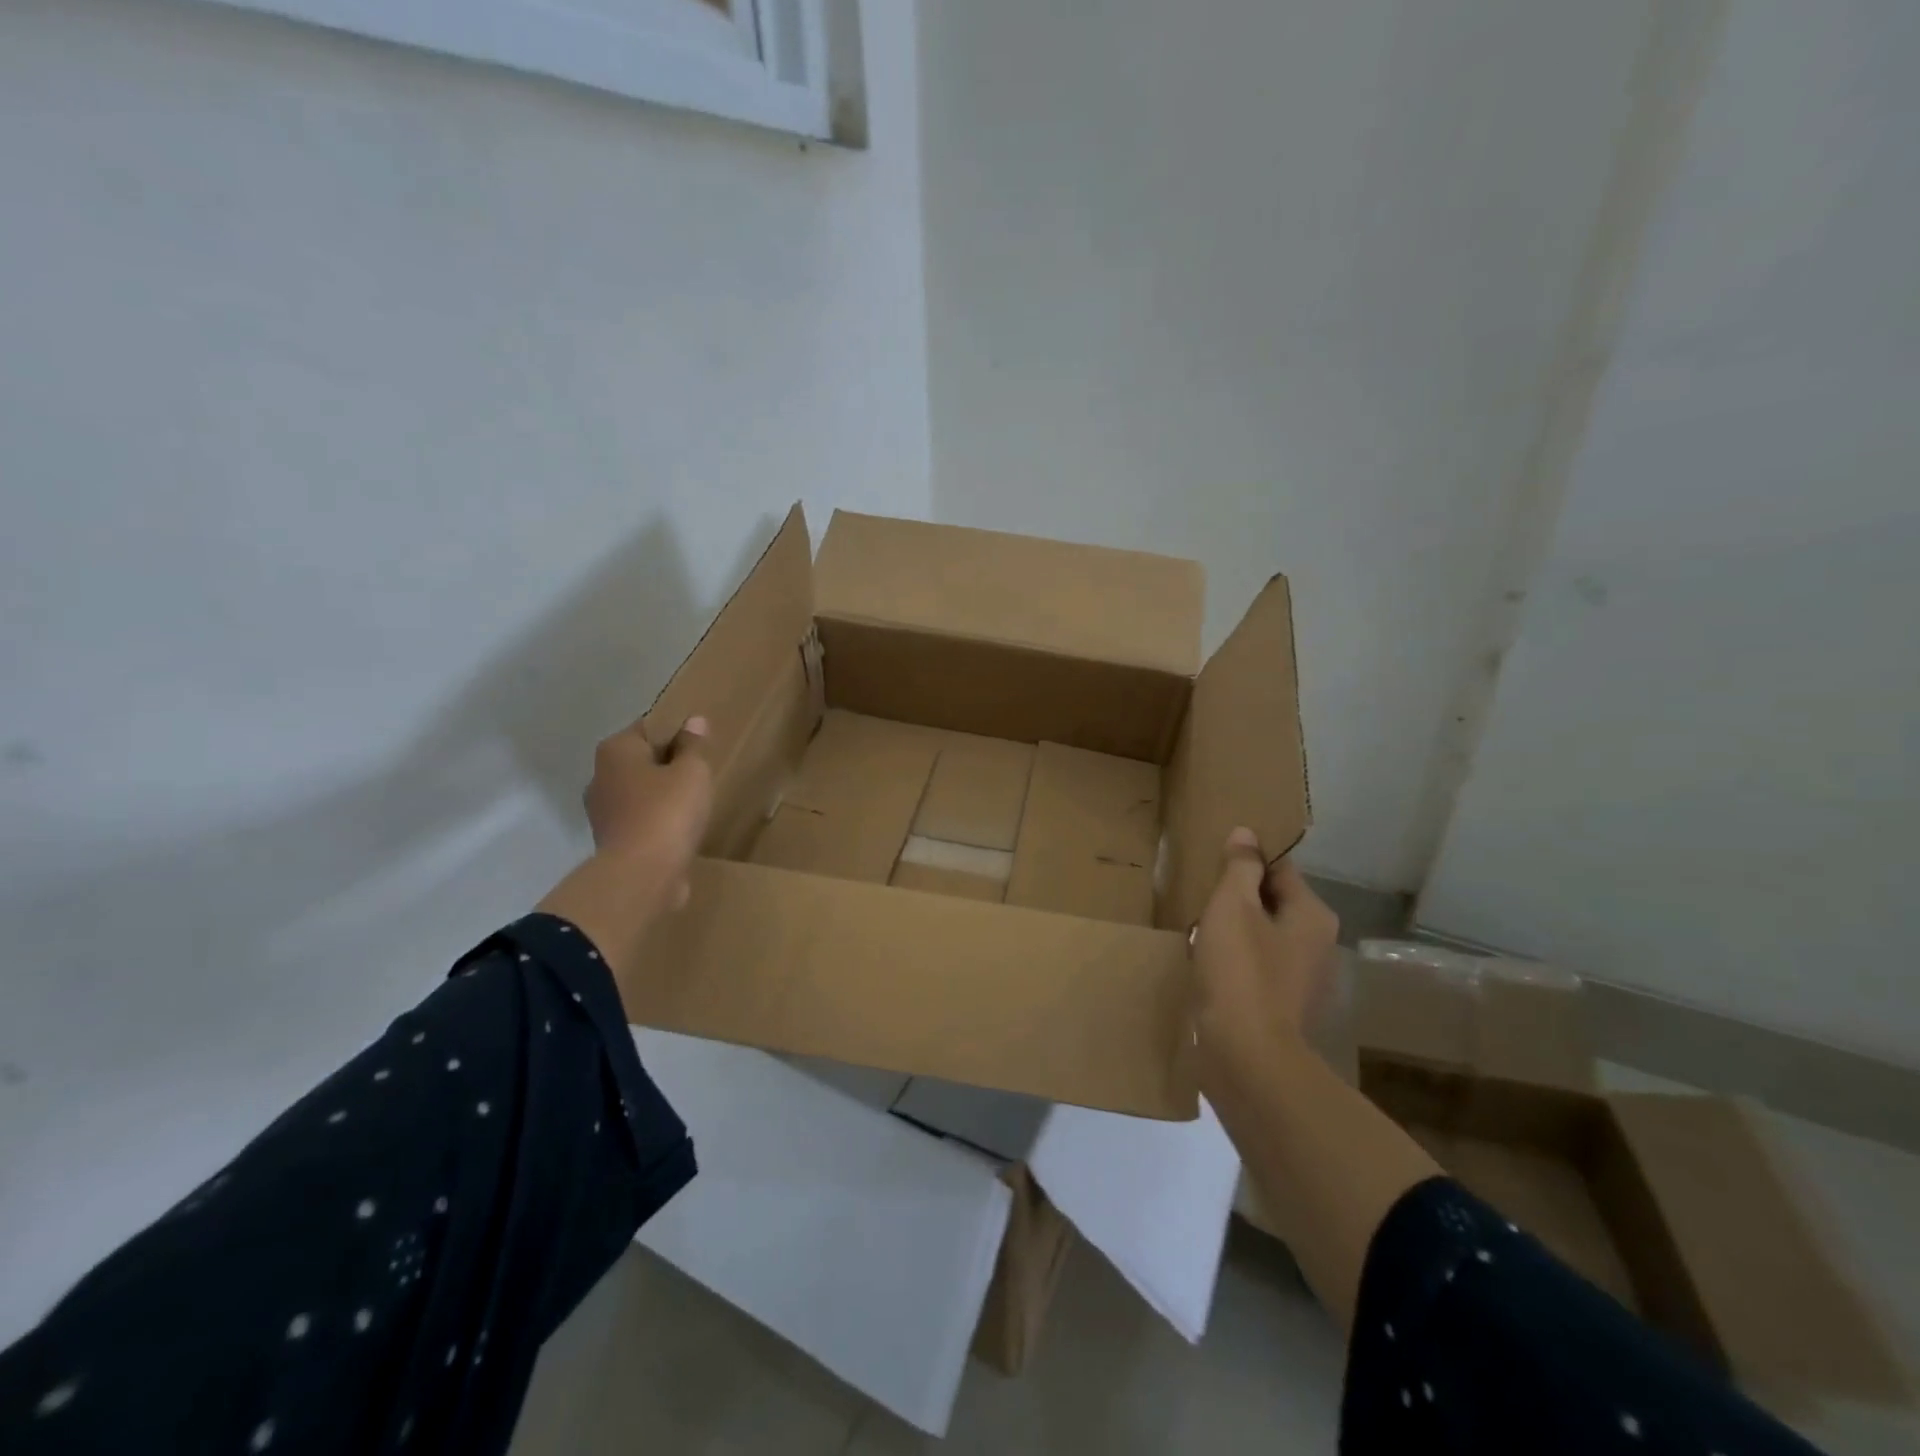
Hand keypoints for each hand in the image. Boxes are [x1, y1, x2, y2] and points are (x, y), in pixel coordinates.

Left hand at [537, 715, 712, 986]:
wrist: (642, 874)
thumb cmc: (667, 811)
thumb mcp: (692, 771)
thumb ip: (693, 745)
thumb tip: (693, 721)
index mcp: (615, 751)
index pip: (646, 728)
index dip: (674, 733)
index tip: (698, 746)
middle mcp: (600, 777)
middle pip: (640, 762)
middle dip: (666, 766)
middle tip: (699, 774)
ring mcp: (602, 812)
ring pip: (639, 793)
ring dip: (661, 797)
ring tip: (693, 803)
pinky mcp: (612, 842)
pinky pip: (639, 821)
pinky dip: (657, 822)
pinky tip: (680, 829)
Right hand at [1192, 827, 1338, 1070]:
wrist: (1246, 1056)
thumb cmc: (1240, 971)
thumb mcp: (1233, 906)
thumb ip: (1241, 867)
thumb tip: (1247, 834)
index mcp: (1313, 914)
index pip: (1280, 869)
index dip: (1246, 862)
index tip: (1214, 866)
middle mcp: (1319, 944)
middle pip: (1273, 904)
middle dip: (1238, 899)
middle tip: (1202, 899)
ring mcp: (1304, 980)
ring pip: (1264, 937)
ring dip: (1235, 932)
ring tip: (1199, 933)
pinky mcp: (1284, 1008)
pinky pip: (1258, 968)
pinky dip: (1236, 963)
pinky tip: (1210, 969)